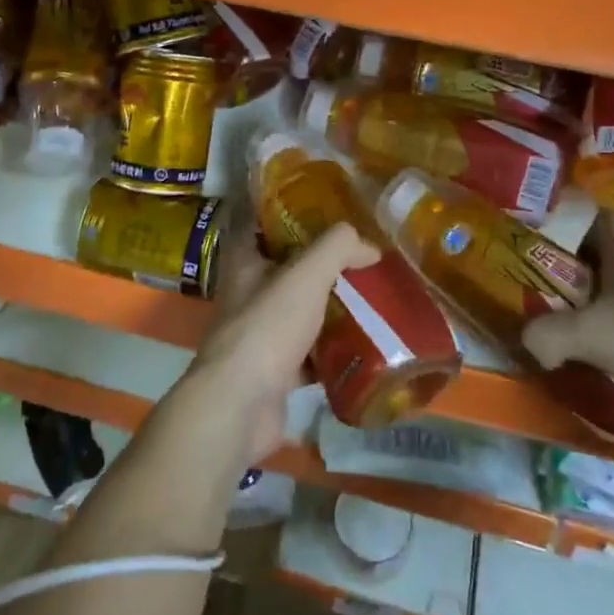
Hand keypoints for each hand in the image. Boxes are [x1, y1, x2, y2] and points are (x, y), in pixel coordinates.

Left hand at [181, 224, 379, 469]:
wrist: (241, 405)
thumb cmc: (267, 327)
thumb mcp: (306, 275)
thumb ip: (337, 249)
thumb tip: (369, 244)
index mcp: (244, 261)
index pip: (263, 223)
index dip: (291, 212)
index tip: (327, 208)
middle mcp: (247, 293)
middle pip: (288, 268)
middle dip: (322, 263)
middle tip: (362, 256)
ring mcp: (259, 333)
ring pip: (300, 310)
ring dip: (330, 306)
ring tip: (372, 297)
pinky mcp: (274, 370)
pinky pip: (309, 352)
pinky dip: (332, 349)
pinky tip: (363, 345)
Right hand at [521, 210, 613, 412]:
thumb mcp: (594, 334)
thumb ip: (548, 336)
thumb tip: (526, 345)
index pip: (578, 210)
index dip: (550, 221)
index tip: (525, 241)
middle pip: (592, 248)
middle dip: (564, 267)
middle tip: (535, 290)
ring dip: (593, 296)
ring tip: (567, 322)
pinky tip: (612, 346)